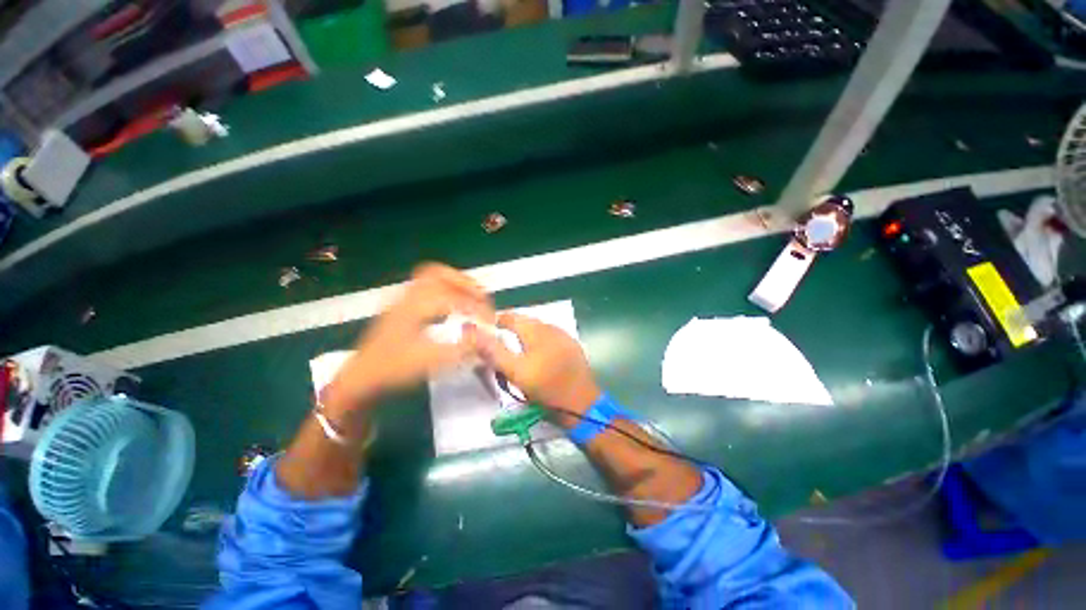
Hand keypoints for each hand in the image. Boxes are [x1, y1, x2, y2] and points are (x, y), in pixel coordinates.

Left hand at [322, 263, 493, 414]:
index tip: (488, 320)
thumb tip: (486, 336)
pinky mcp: (402, 307)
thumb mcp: (428, 362)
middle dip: (464, 282)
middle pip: (437, 273)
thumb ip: (460, 349)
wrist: (359, 379)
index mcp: (413, 308)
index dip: (474, 306)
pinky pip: (427, 288)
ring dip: (455, 283)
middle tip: (481, 297)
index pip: (451, 296)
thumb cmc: (391, 370)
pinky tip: (453, 306)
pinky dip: (446, 290)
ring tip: (472, 298)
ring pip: (431, 278)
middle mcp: (407, 298)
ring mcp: (403, 300)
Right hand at [473, 312, 601, 427]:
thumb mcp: (516, 371)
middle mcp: (552, 328)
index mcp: (536, 331)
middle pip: (527, 321)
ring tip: (519, 347)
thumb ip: (493, 350)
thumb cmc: (546, 388)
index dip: (498, 321)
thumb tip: (471, 331)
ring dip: (527, 334)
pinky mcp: (573, 347)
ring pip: (540, 328)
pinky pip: (551, 336)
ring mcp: (565, 337)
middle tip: (502, 339)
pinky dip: (540, 341)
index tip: (488, 329)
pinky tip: (540, 354)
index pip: (512, 317)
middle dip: (513, 327)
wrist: (582, 404)